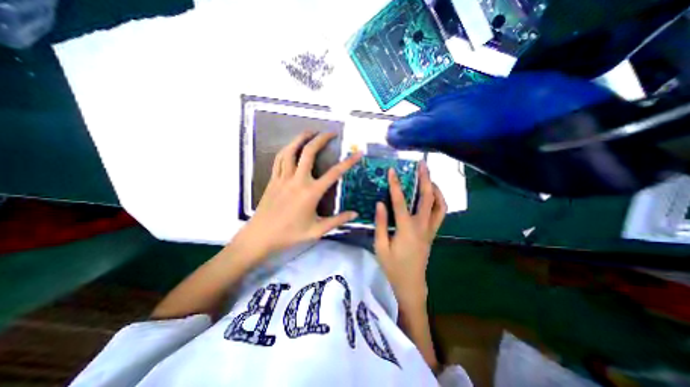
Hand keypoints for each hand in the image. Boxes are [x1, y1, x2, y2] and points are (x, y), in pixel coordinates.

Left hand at [230, 131, 361, 267]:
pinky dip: (287, 149)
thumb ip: (337, 221)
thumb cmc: (290, 235)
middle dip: (321, 139)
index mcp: (311, 192)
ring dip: (301, 138)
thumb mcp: (317, 231)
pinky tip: (292, 146)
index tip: (357, 153)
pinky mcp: (273, 179)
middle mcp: (298, 180)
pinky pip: (280, 159)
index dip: (348, 162)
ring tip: (310, 131)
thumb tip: (355, 214)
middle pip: (309, 152)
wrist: (260, 236)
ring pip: (291, 151)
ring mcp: (283, 178)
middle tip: (331, 133)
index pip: (334, 173)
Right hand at [377, 162, 447, 309]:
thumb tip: (380, 203)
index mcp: (406, 229)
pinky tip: (431, 195)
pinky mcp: (433, 233)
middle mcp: (422, 226)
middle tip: (423, 164)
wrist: (411, 284)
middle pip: (427, 197)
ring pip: (440, 205)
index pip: (400, 202)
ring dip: (436, 189)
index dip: (396, 185)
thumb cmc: (393, 267)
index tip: (392, 171)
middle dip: (425, 179)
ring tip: (429, 177)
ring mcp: (431, 229)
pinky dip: (439, 201)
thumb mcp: (380, 247)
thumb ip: (380, 224)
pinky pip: (441, 213)